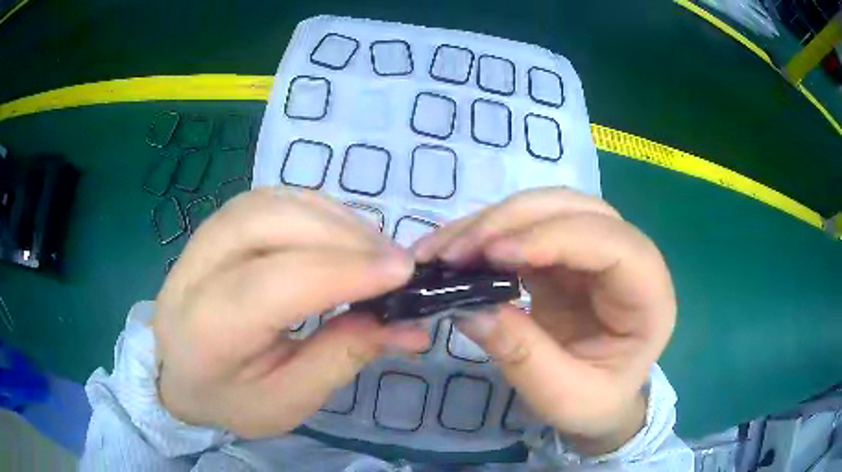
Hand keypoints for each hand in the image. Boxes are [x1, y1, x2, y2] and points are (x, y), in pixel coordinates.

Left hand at [152, 189, 427, 437]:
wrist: (174, 371)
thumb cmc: (228, 398)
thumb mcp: (287, 400)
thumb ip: (342, 358)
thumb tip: (407, 325)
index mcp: (207, 330)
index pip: (273, 284)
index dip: (342, 272)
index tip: (402, 272)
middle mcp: (196, 271)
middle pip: (269, 223)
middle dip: (342, 237)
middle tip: (394, 262)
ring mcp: (202, 238)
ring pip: (273, 202)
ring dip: (334, 218)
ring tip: (374, 250)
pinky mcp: (218, 225)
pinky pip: (273, 199)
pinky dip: (317, 210)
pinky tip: (341, 235)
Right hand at [413, 188, 675, 454]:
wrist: (602, 399)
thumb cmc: (597, 403)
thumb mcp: (565, 398)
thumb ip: (524, 356)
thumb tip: (469, 308)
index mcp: (649, 295)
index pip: (611, 243)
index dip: (553, 238)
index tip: (493, 255)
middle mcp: (628, 257)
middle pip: (575, 209)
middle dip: (511, 221)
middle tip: (456, 251)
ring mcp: (594, 250)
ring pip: (545, 209)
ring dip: (491, 222)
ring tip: (443, 250)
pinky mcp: (565, 254)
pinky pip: (524, 229)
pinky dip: (486, 235)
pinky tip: (453, 250)